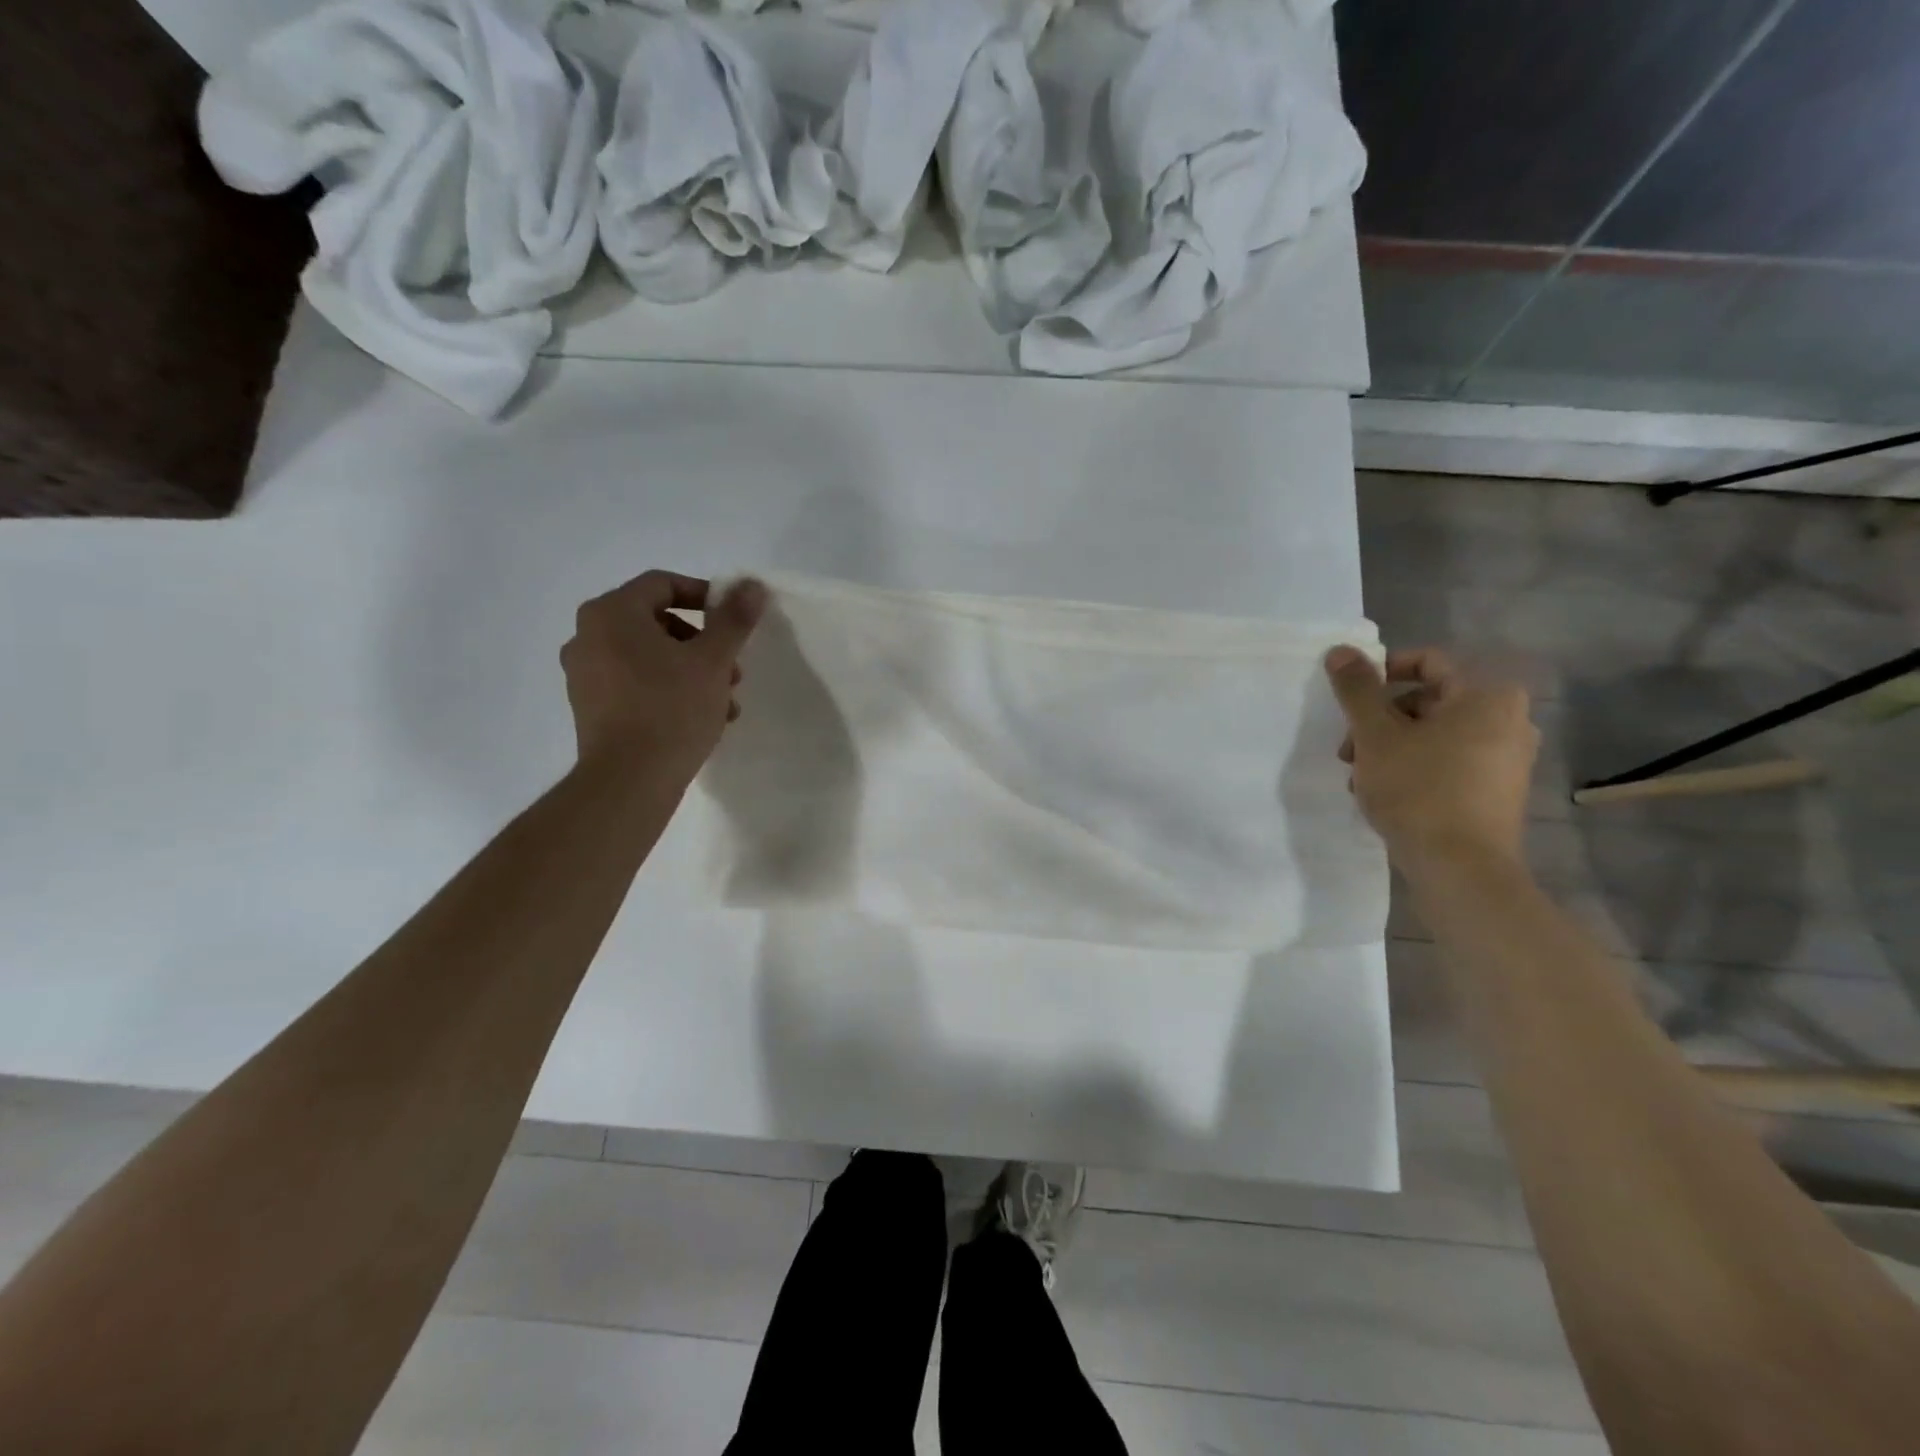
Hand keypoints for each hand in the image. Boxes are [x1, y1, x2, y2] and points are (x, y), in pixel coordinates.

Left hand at [561, 571, 767, 783]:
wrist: (629, 780)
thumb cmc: (671, 708)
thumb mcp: (713, 660)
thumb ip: (734, 619)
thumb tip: (752, 585)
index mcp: (611, 613)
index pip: (663, 584)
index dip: (704, 596)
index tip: (733, 622)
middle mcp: (588, 635)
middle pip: (657, 623)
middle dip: (703, 643)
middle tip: (732, 669)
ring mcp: (584, 673)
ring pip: (650, 657)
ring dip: (691, 671)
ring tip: (725, 701)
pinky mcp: (590, 707)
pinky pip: (635, 683)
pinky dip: (668, 690)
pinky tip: (701, 719)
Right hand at [1324, 645, 1538, 869]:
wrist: (1460, 868)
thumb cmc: (1418, 789)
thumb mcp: (1375, 734)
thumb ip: (1356, 689)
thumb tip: (1340, 650)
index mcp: (1487, 696)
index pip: (1426, 663)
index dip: (1380, 675)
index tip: (1350, 701)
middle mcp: (1509, 720)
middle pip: (1428, 701)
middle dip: (1380, 720)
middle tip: (1348, 749)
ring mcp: (1508, 758)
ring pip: (1434, 734)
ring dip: (1391, 747)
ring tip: (1360, 777)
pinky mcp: (1498, 791)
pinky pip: (1449, 762)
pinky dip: (1415, 767)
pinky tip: (1386, 794)